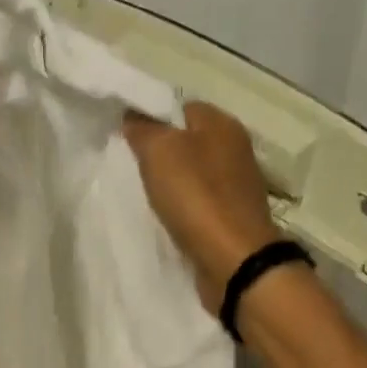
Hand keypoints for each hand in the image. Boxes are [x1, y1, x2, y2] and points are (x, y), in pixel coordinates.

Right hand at [123, 101, 282, 308]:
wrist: (234, 260)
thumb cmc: (197, 197)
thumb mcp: (159, 152)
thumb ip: (143, 129)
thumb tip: (133, 115)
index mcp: (222, 123)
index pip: (181, 108)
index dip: (153, 119)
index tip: (128, 140)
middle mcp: (236, 149)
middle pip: (189, 143)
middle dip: (162, 155)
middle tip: (134, 170)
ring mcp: (238, 186)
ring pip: (195, 176)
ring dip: (173, 186)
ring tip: (148, 199)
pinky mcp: (234, 218)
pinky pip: (202, 205)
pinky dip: (185, 211)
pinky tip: (169, 221)